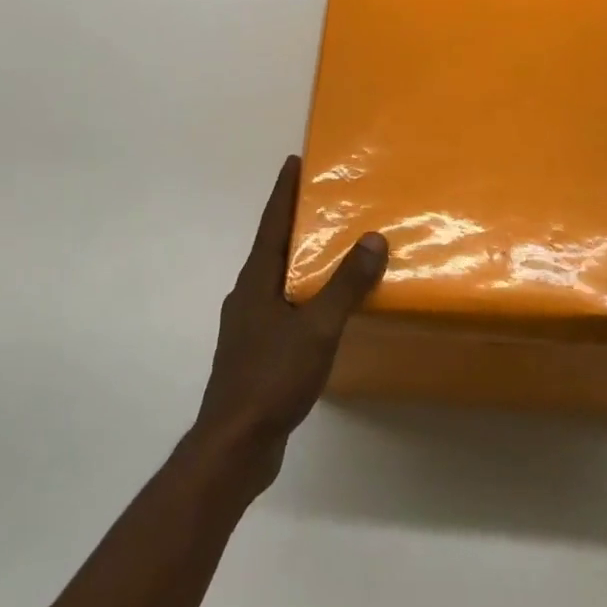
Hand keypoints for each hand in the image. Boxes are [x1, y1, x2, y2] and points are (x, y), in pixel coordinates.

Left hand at [193, 157, 386, 482]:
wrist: (234, 445)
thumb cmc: (271, 377)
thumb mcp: (316, 328)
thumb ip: (345, 285)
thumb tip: (373, 239)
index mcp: (255, 281)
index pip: (271, 223)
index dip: (283, 192)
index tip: (293, 161)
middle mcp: (247, 295)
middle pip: (273, 248)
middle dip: (295, 222)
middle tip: (324, 201)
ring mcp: (249, 326)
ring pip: (278, 280)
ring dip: (300, 261)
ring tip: (331, 251)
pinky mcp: (256, 353)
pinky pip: (283, 309)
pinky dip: (303, 296)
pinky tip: (323, 310)